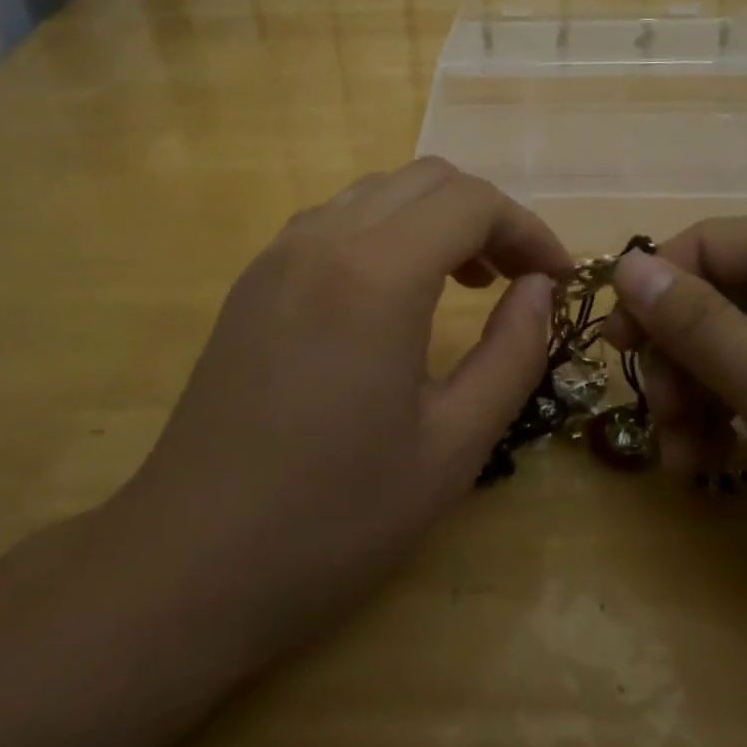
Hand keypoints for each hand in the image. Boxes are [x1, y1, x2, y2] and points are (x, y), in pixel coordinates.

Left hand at [102, 160, 570, 669]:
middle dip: (486, 216)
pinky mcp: (251, 283)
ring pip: (377, 193)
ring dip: (433, 220)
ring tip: (463, 284)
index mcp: (374, 275)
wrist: (189, 565)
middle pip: (426, 180)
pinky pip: (334, 223)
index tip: (557, 279)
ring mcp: (276, 257)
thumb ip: (513, 353)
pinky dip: (386, 234)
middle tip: (516, 280)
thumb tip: (540, 289)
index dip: (528, 230)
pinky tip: (395, 297)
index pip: (472, 202)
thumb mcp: (454, 445)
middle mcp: (320, 241)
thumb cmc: (334, 517)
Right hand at [605, 218, 746, 589]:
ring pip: (733, 345)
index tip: (619, 354)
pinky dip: (734, 416)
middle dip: (678, 361)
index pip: (703, 244)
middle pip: (714, 297)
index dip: (651, 293)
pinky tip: (719, 463)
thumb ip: (694, 322)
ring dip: (698, 397)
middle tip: (664, 427)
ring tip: (686, 463)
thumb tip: (625, 264)